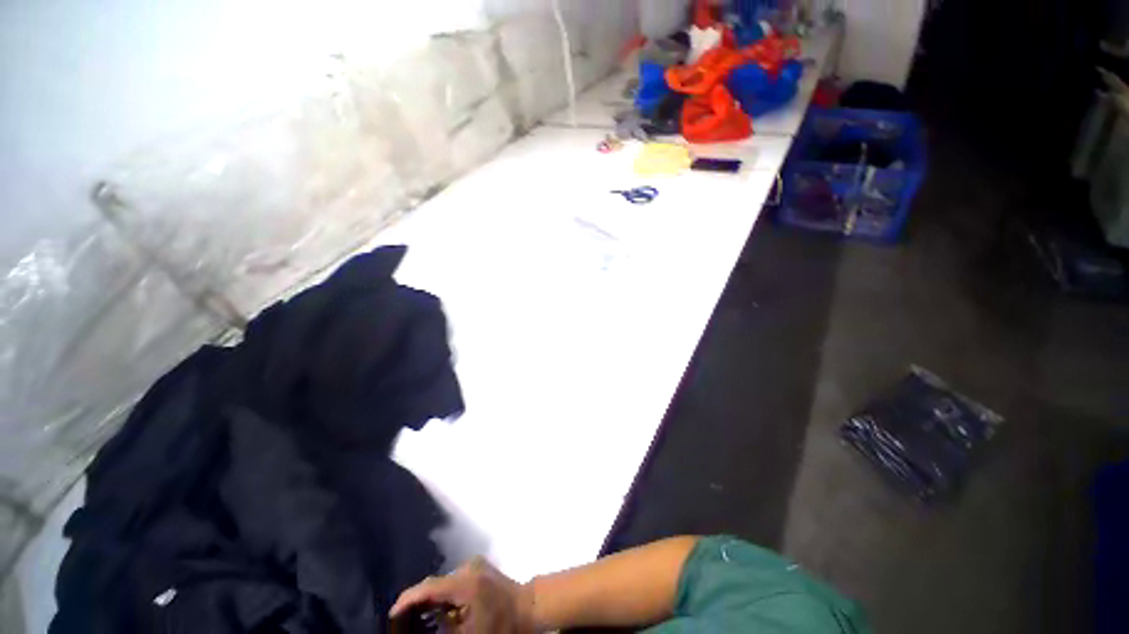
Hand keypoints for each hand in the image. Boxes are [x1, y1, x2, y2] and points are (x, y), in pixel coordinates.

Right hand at [390, 557, 536, 633]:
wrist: (528, 608)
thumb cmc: (501, 625)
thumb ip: (442, 626)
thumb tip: (422, 622)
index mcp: (465, 582)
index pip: (429, 587)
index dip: (408, 599)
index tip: (392, 613)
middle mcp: (468, 567)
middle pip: (435, 584)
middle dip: (418, 602)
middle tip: (402, 622)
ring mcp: (475, 564)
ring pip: (444, 583)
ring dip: (432, 600)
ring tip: (418, 619)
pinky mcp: (479, 567)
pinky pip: (454, 581)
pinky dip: (445, 596)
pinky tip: (441, 611)